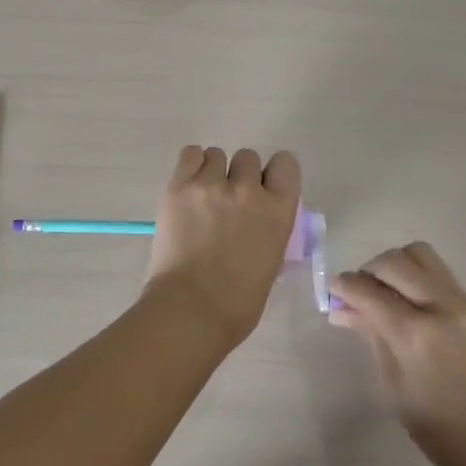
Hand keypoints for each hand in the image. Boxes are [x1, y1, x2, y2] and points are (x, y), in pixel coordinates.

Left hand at [144, 146, 301, 348]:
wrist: (191, 310)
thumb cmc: (238, 302)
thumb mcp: (271, 260)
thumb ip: (267, 228)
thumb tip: (256, 220)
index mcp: (278, 210)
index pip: (286, 164)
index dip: (273, 173)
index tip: (263, 188)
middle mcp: (248, 189)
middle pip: (248, 158)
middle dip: (239, 175)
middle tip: (227, 201)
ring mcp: (211, 185)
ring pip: (217, 155)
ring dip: (212, 172)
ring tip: (202, 197)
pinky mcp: (179, 186)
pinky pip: (190, 154)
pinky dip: (191, 166)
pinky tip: (188, 187)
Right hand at [329, 243, 465, 465]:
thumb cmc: (442, 432)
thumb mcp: (396, 388)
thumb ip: (372, 337)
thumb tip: (342, 309)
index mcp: (415, 335)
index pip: (368, 290)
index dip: (343, 286)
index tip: (332, 291)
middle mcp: (440, 307)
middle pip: (393, 262)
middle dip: (367, 271)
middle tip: (357, 293)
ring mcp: (461, 302)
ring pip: (419, 254)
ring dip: (394, 264)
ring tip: (384, 291)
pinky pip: (437, 270)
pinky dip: (414, 273)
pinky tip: (406, 299)